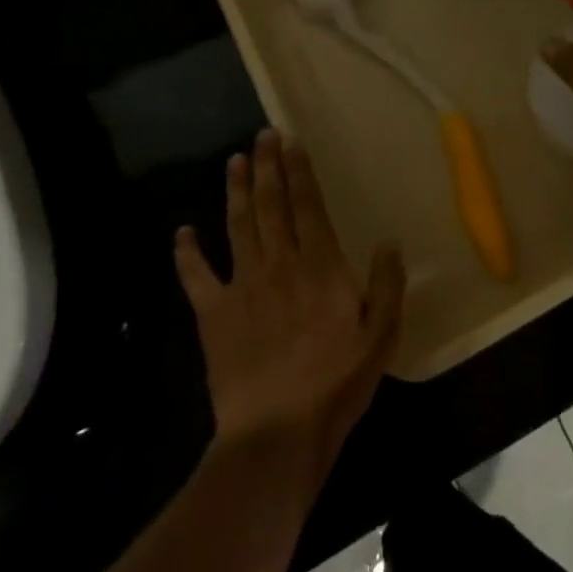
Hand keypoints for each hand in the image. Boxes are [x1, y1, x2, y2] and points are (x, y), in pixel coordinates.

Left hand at [175, 131, 403, 484]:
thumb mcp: (381, 337)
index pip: (308, 206)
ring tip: (234, 161)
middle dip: (268, 167)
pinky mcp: (213, 314)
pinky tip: (182, 231)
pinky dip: (187, 252)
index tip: (292, 142)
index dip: (299, 171)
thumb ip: (387, 285)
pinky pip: (196, 276)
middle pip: (271, 205)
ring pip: (238, 226)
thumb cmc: (335, 385)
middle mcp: (280, 264)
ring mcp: (242, 286)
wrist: (276, 435)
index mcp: (320, 267)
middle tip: (262, 136)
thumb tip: (390, 240)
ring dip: (236, 191)